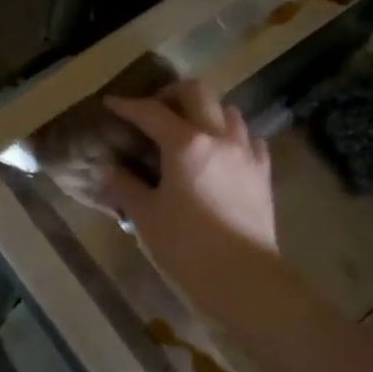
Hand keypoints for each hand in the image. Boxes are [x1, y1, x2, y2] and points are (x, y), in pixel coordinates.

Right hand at [104, 80, 279, 320]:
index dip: (127, 105)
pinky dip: (231, 136)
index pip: (151, 112)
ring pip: (228, 111)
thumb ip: (125, 185)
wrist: (243, 278)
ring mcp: (246, 153)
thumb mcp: (145, 216)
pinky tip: (220, 153)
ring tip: (188, 130)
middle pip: (198, 92)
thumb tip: (109, 168)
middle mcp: (219, 137)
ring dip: (205, 111)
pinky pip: (249, 139)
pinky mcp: (263, 173)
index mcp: (185, 144)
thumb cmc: (186, 247)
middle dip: (172, 93)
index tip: (111, 103)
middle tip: (154, 110)